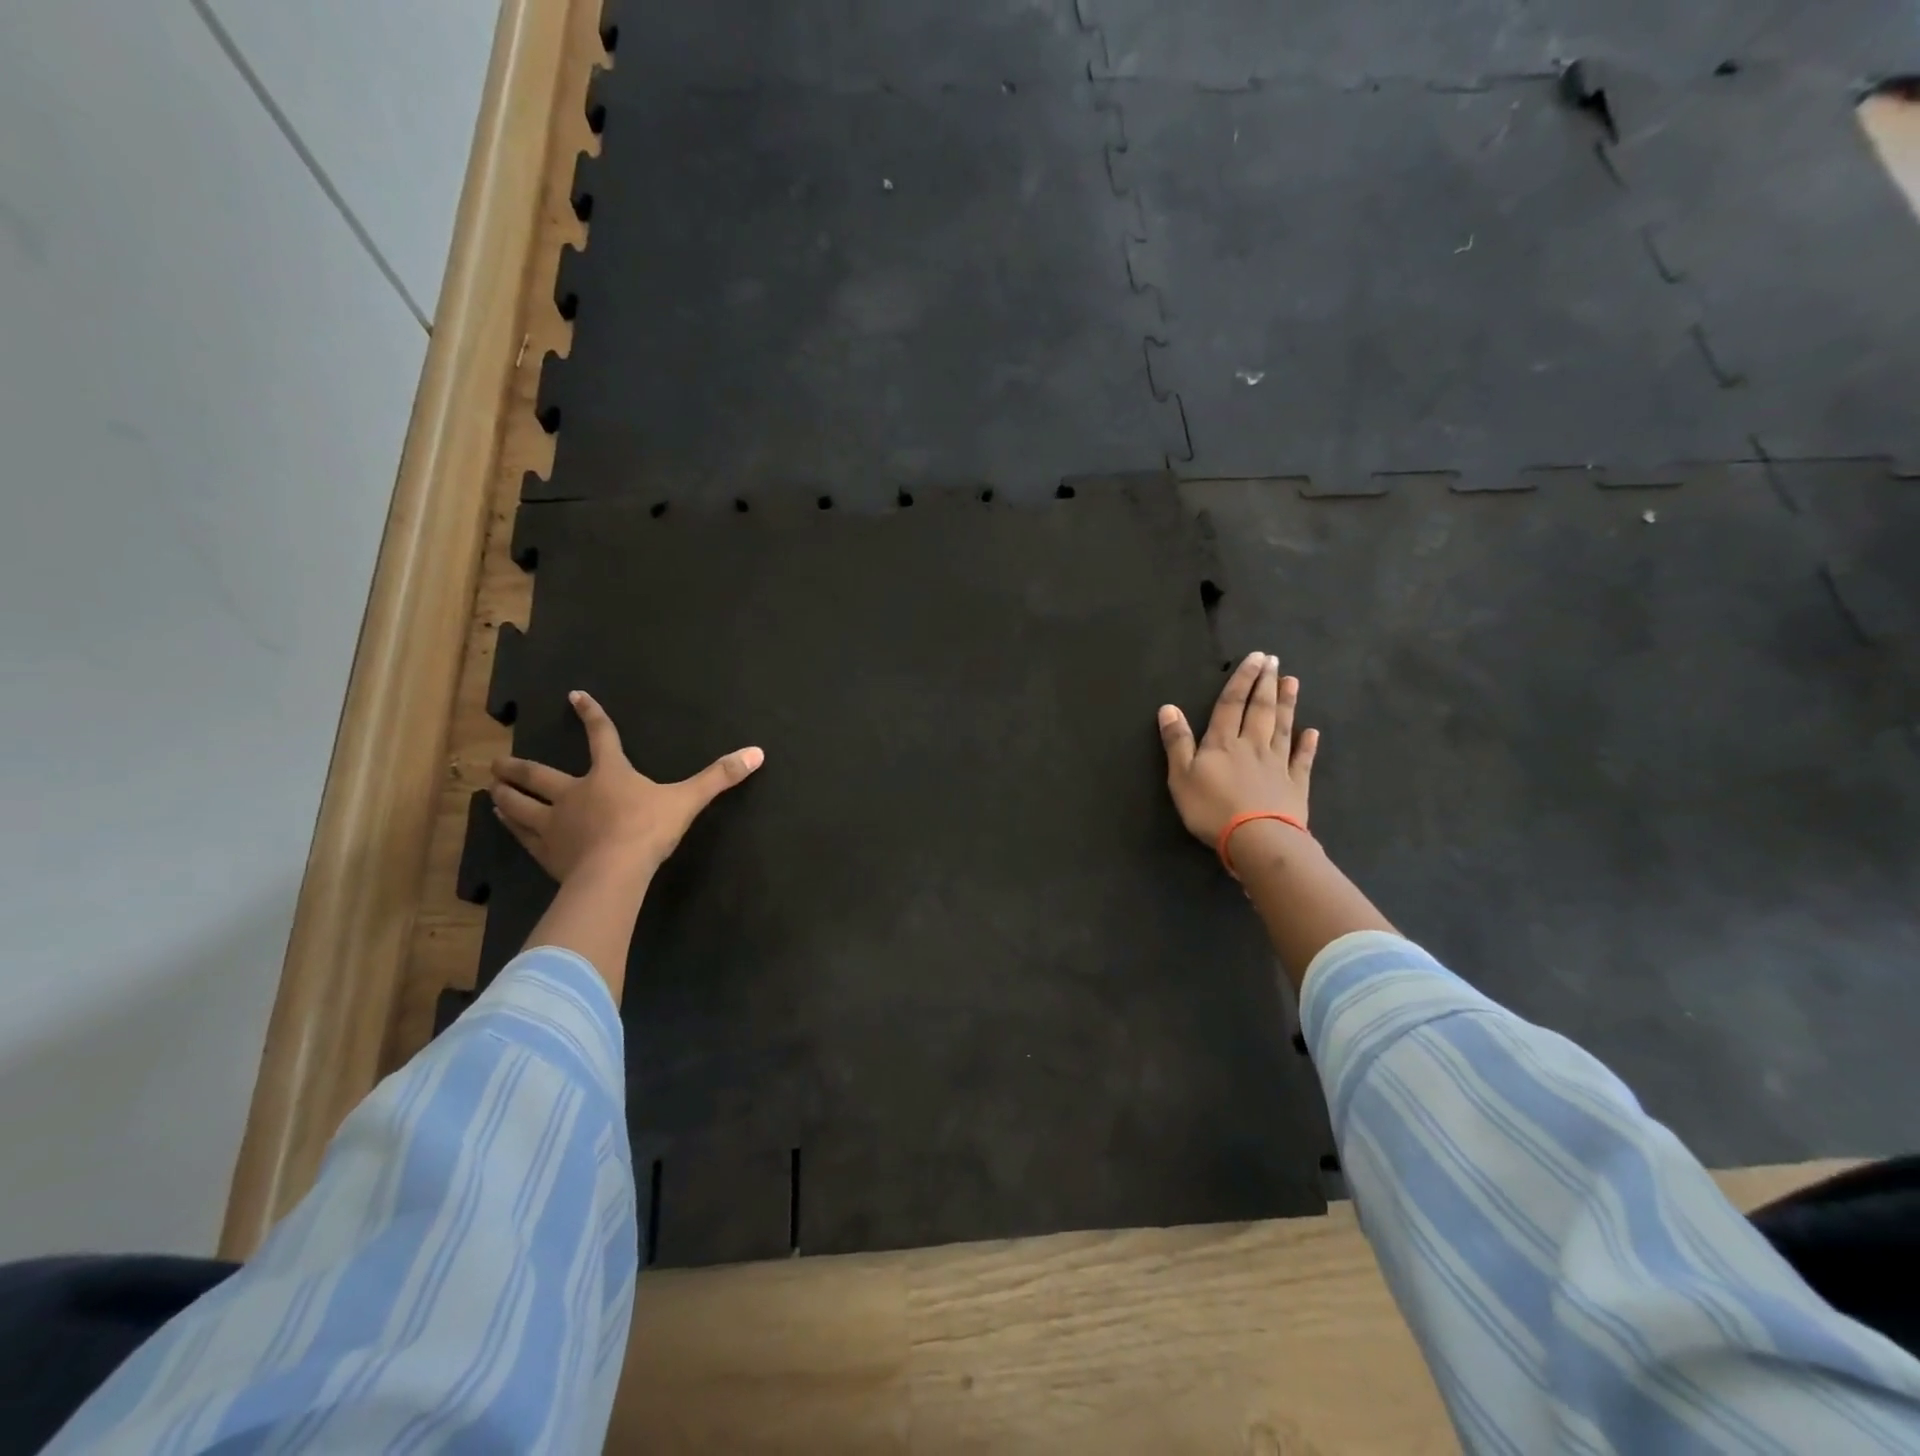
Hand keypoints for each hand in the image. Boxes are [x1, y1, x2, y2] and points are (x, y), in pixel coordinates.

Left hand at [489, 690, 763, 882]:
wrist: (614, 872)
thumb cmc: (648, 829)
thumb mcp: (688, 800)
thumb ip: (720, 776)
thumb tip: (757, 752)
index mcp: (609, 774)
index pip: (601, 737)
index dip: (591, 715)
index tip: (574, 696)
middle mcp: (574, 792)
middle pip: (539, 775)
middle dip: (519, 766)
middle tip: (498, 761)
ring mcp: (554, 823)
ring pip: (521, 805)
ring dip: (506, 795)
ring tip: (492, 789)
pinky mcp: (545, 852)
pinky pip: (522, 835)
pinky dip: (511, 826)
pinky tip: (501, 822)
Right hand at [1158, 652, 1319, 847]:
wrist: (1257, 840)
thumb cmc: (1211, 809)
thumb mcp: (1181, 777)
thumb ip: (1177, 742)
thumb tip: (1168, 708)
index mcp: (1223, 743)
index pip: (1231, 704)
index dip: (1241, 680)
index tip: (1254, 658)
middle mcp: (1252, 746)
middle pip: (1260, 710)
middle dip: (1266, 684)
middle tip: (1274, 661)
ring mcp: (1277, 765)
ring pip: (1282, 728)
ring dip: (1287, 704)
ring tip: (1292, 682)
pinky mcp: (1295, 786)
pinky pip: (1301, 761)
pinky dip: (1307, 745)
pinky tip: (1312, 732)